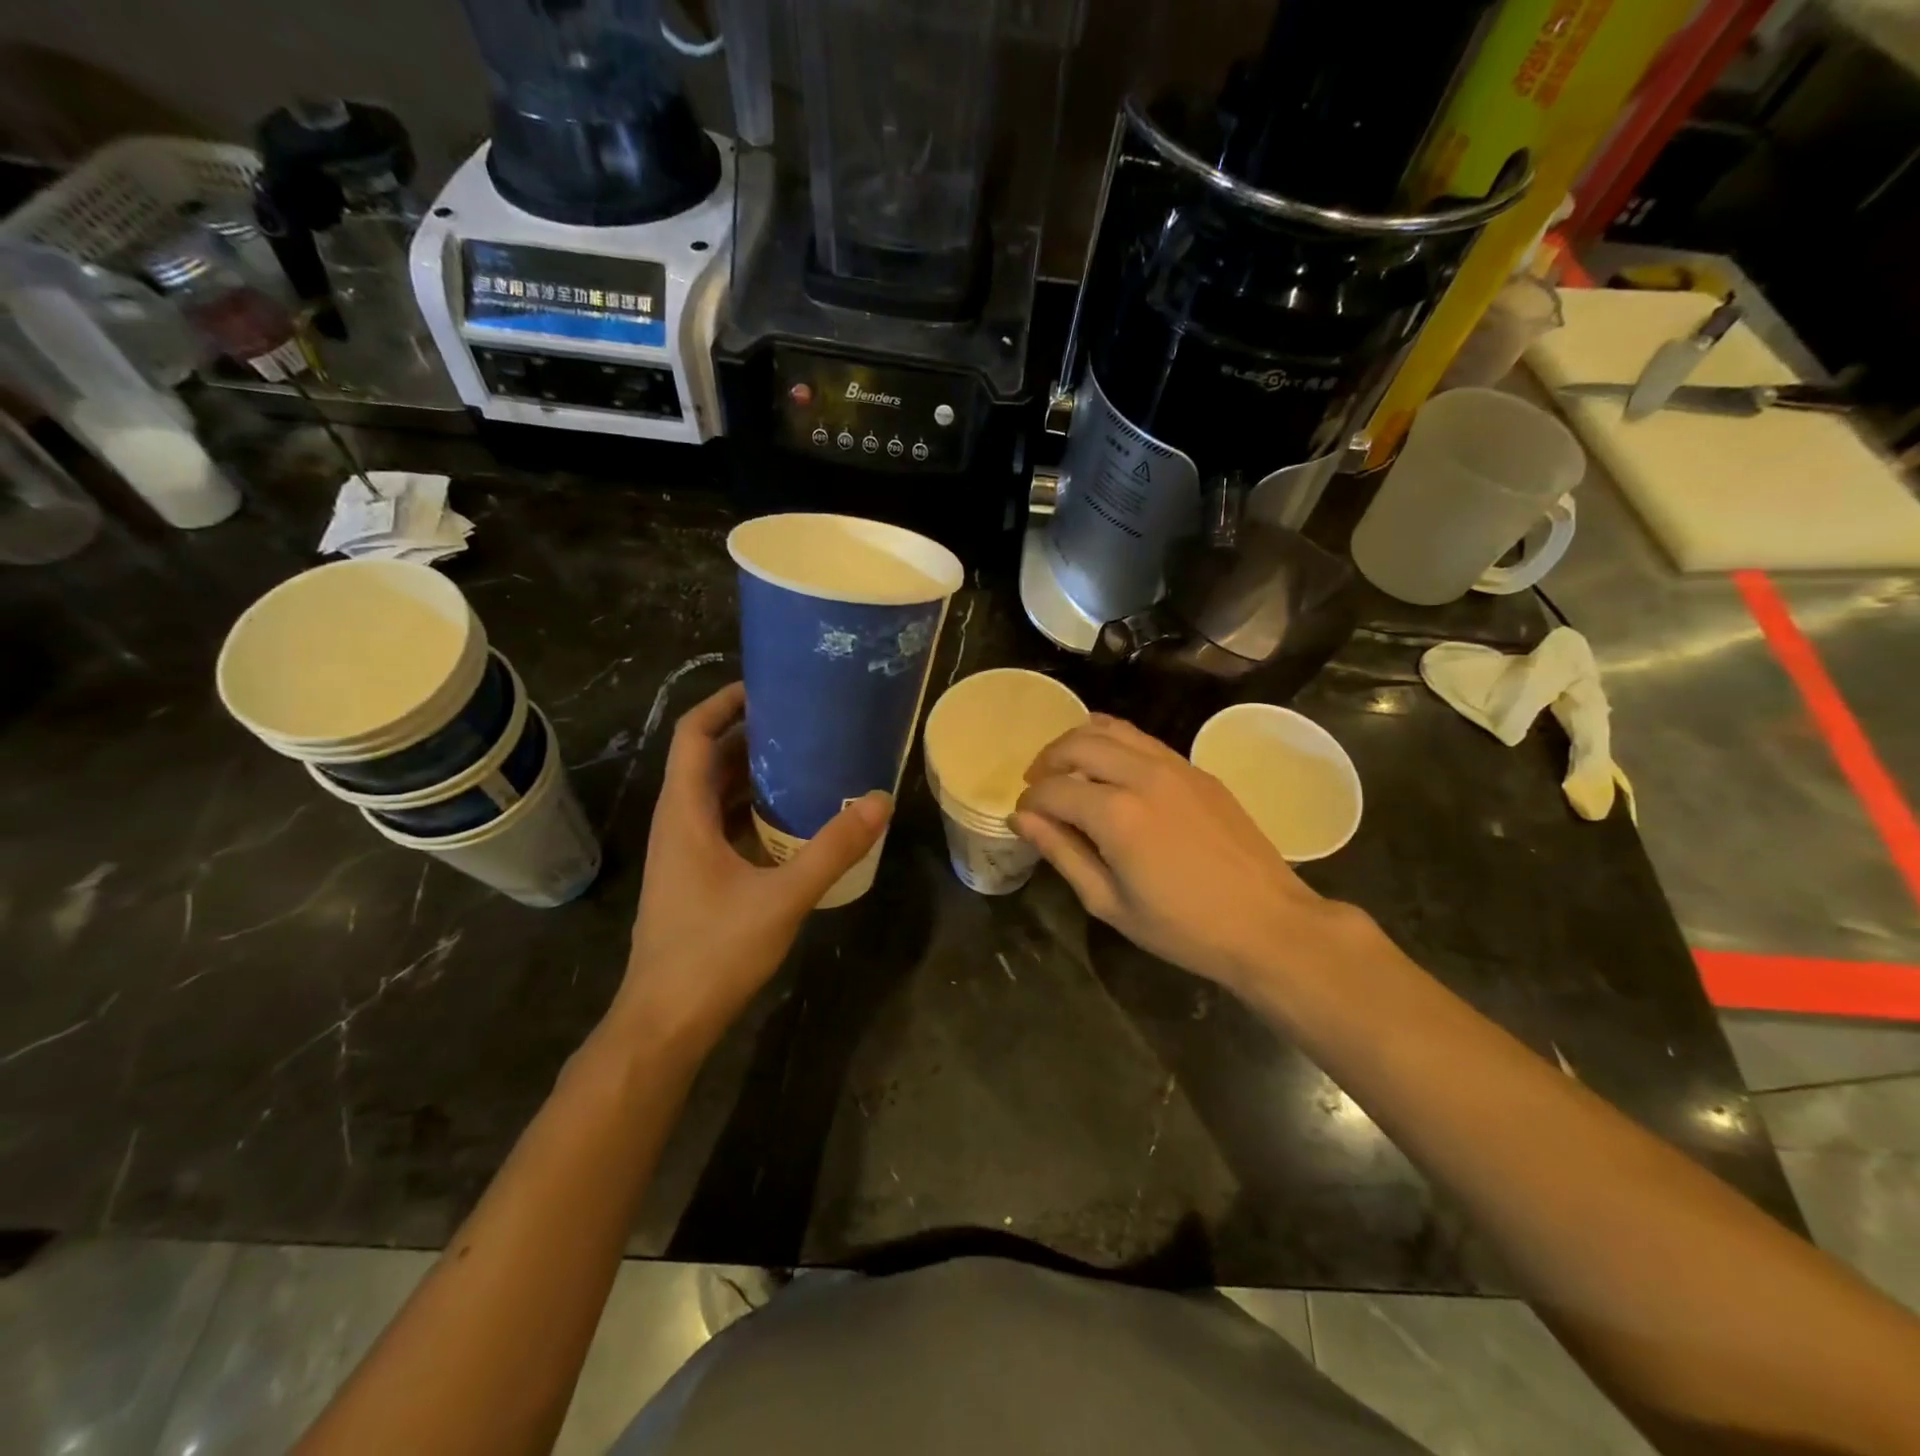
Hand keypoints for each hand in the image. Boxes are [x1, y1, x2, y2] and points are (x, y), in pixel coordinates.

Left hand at [612, 682, 890, 1051]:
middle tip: (802, 722)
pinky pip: (722, 824)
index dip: (724, 704)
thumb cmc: (713, 952)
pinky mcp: (694, 877)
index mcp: (684, 813)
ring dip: (752, 773)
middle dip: (749, 734)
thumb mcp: (782, 897)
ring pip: (714, 794)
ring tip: (804, 761)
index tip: (767, 687)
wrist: (664, 1022)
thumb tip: (879, 802)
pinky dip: (752, 810)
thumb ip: (832, 849)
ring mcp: (683, 852)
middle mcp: (677, 823)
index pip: (694, 734)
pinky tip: (792, 820)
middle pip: (706, 759)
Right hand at [1013, 714, 1351, 997]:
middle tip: (1037, 785)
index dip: (1030, 801)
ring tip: (1067, 768)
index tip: (1023, 817)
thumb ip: (1062, 853)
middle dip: (1047, 760)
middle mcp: (1142, 775)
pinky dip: (1114, 742)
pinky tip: (1109, 769)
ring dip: (1079, 742)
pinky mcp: (1197, 769)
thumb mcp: (1109, 902)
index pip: (1053, 789)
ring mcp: (1175, 766)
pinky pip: (1143, 740)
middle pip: (1078, 743)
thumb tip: (1022, 819)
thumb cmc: (1183, 927)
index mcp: (1116, 814)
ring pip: (1112, 729)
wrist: (1268, 923)